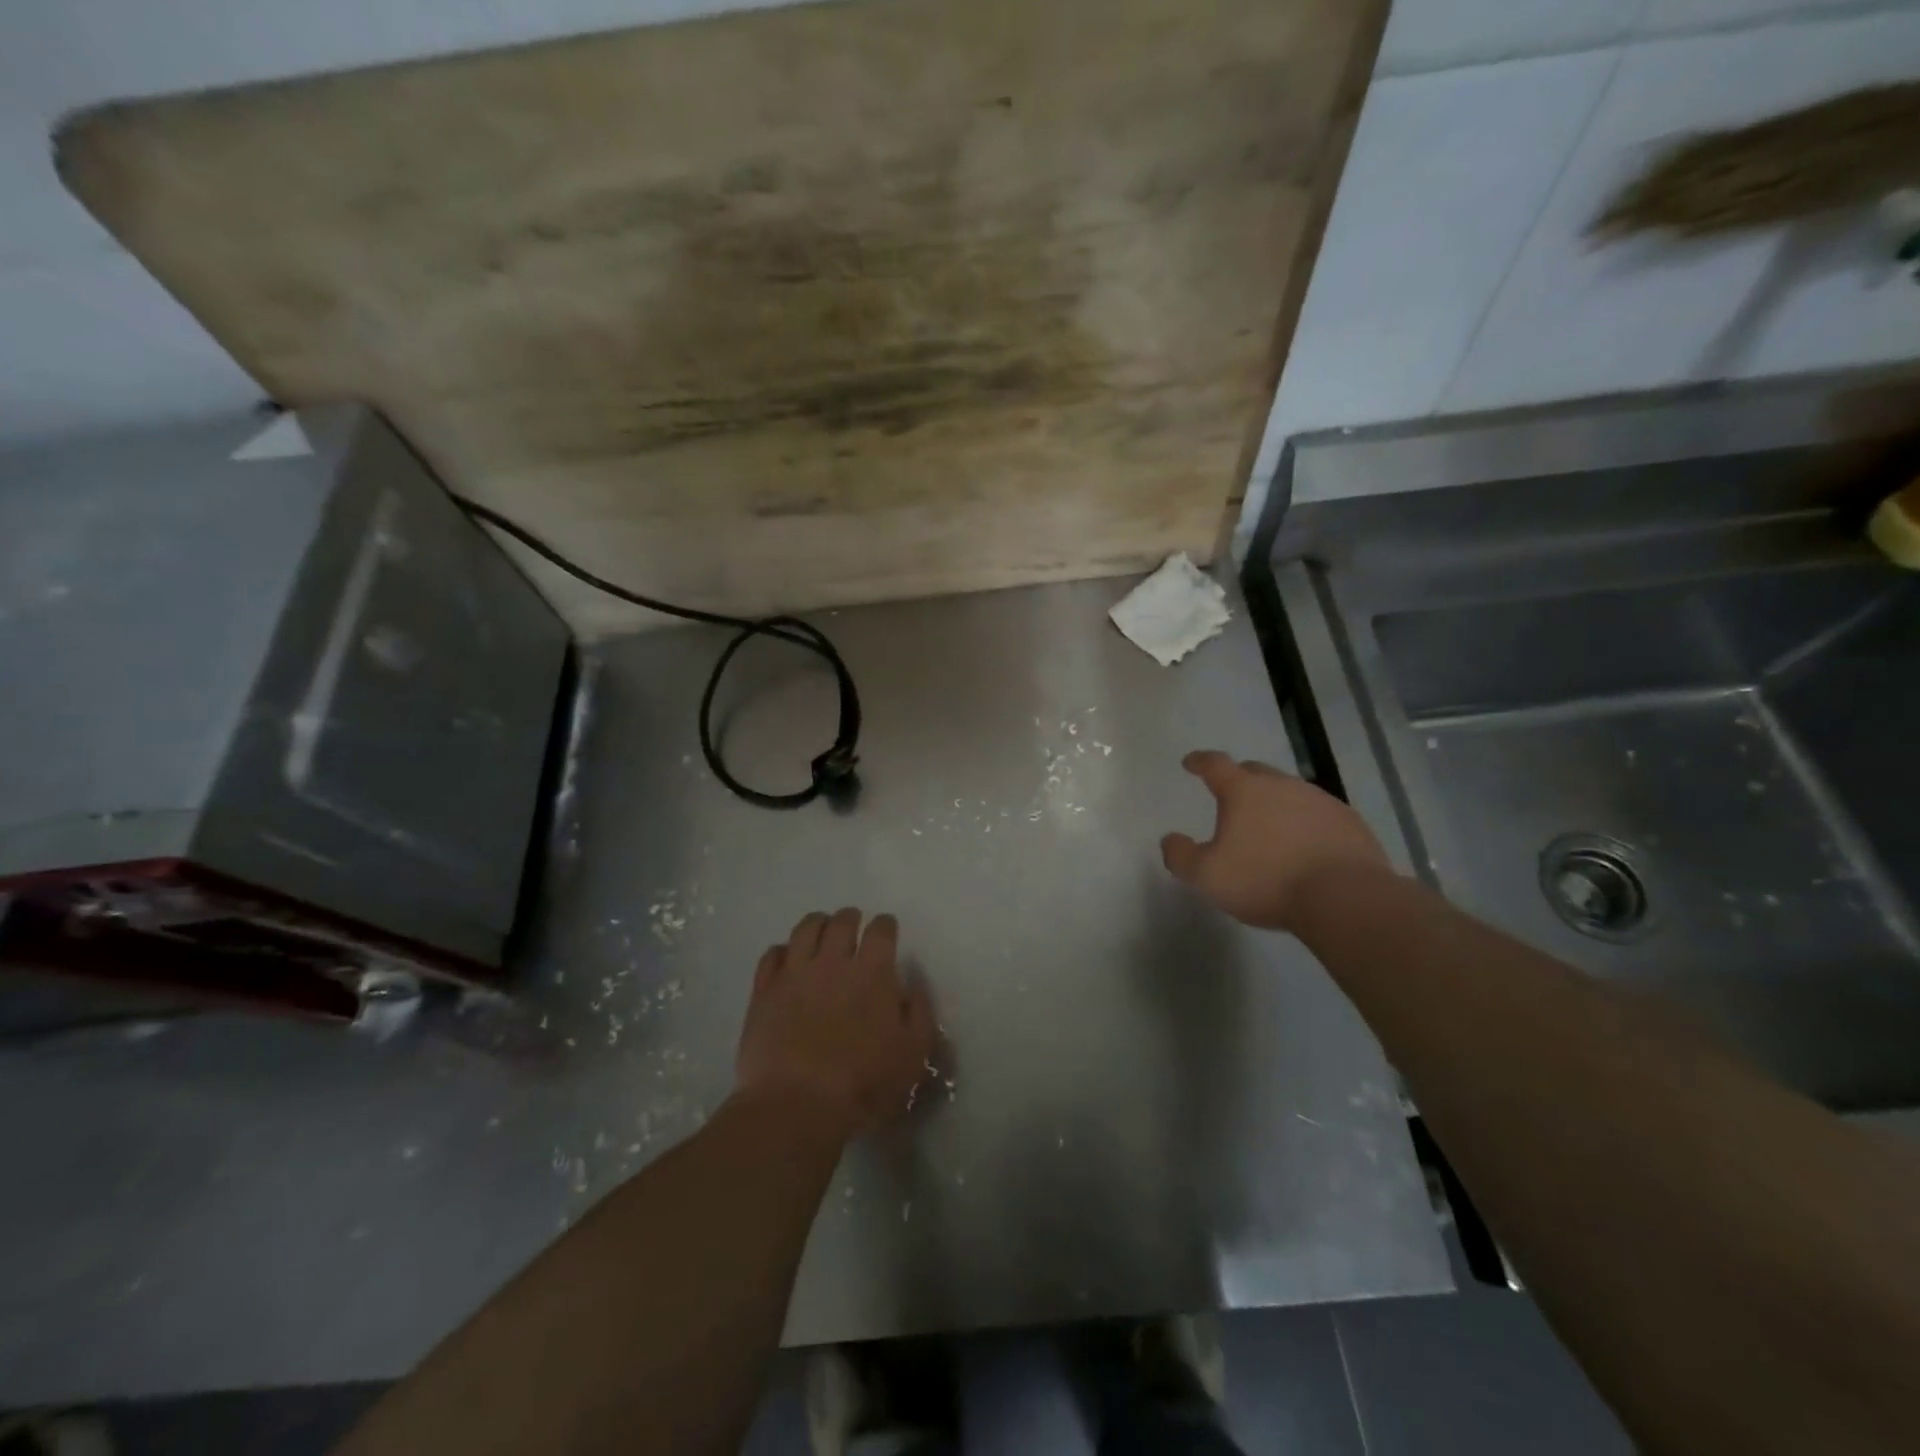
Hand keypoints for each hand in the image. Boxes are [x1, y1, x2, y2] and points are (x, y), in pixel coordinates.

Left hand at [734, 908, 935, 1138]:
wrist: (796, 1106)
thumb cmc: (863, 1084)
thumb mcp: (912, 1055)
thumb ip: (919, 1013)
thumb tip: (913, 985)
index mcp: (873, 973)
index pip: (881, 930)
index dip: (885, 925)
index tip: (887, 930)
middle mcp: (833, 962)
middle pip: (842, 921)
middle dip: (851, 918)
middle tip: (853, 926)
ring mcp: (795, 974)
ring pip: (805, 929)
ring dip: (817, 924)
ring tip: (821, 932)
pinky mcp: (764, 991)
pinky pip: (771, 955)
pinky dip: (782, 951)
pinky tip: (786, 959)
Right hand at [1161, 750, 1391, 931]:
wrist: (1344, 898)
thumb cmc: (1266, 880)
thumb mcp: (1207, 875)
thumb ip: (1181, 856)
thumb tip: (1170, 840)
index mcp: (1244, 791)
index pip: (1215, 764)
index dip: (1200, 762)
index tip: (1191, 762)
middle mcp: (1282, 785)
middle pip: (1255, 772)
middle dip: (1239, 779)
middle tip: (1231, 796)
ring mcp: (1320, 800)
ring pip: (1289, 792)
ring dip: (1275, 803)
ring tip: (1269, 827)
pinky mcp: (1349, 822)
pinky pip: (1318, 814)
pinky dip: (1304, 823)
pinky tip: (1304, 846)